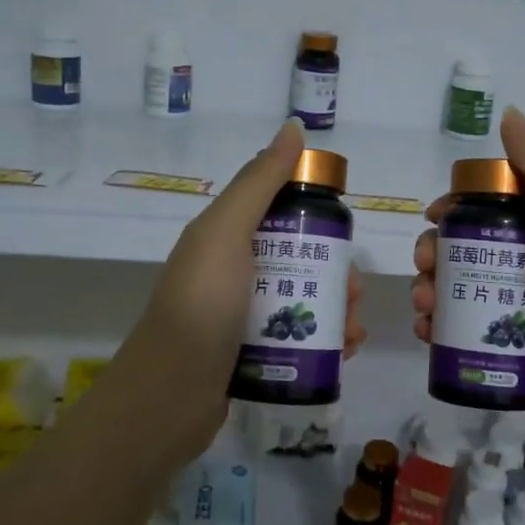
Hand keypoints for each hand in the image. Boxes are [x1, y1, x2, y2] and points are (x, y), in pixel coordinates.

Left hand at [122, 119, 365, 457]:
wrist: (169, 396)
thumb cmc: (202, 304)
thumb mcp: (227, 232)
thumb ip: (260, 181)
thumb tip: (292, 128)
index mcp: (224, 237)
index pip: (278, 211)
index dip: (314, 215)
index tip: (343, 232)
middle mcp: (232, 272)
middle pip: (297, 259)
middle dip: (334, 272)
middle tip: (354, 293)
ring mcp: (241, 316)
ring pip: (301, 299)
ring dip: (336, 310)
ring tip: (354, 331)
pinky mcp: (251, 354)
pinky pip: (296, 337)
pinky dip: (325, 341)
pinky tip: (345, 352)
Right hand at [410, 107, 524, 448]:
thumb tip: (510, 114)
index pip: (491, 208)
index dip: (458, 207)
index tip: (435, 217)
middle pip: (467, 250)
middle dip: (435, 253)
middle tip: (425, 268)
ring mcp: (518, 311)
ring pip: (458, 290)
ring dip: (430, 290)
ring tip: (423, 306)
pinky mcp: (507, 350)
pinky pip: (461, 330)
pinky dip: (437, 328)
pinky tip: (426, 333)